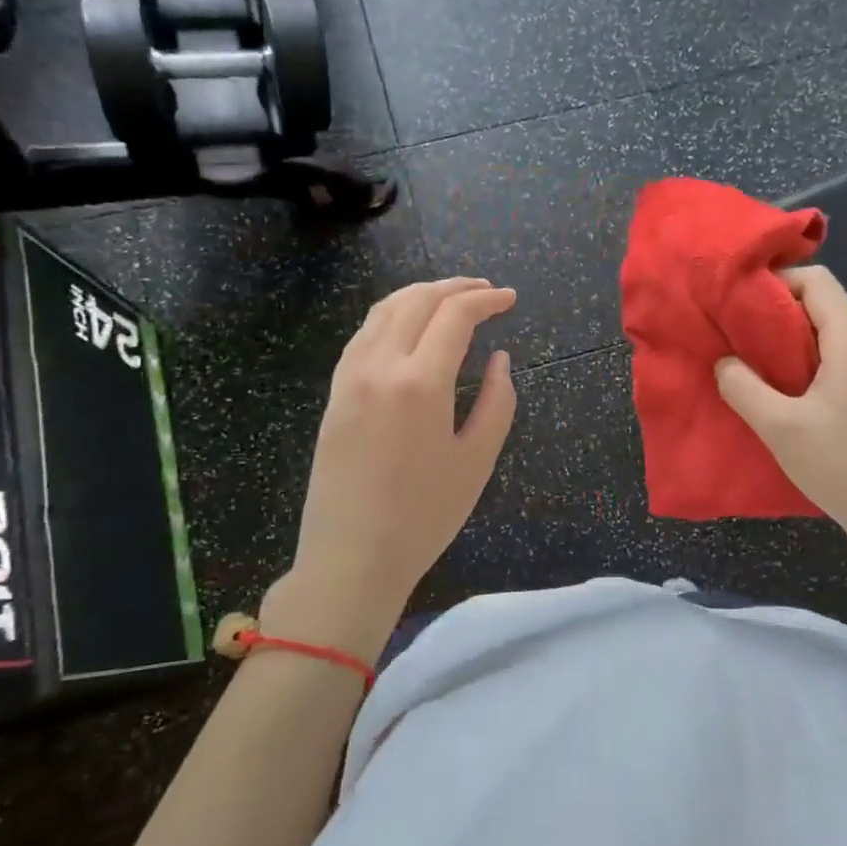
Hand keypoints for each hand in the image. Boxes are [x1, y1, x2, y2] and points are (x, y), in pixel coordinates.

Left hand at [268, 279, 516, 657]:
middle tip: (486, 291)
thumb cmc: (424, 516)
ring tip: (451, 299)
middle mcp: (380, 366)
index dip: (487, 300)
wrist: (351, 557)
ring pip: (384, 310)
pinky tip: (409, 328)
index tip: (511, 299)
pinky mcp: (335, 393)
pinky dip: (392, 316)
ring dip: (421, 295)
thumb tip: (499, 359)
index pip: (455, 315)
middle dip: (456, 287)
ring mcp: (350, 377)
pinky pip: (364, 334)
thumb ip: (497, 401)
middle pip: (417, 300)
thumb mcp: (477, 461)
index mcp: (420, 382)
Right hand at [715, 266, 846, 575]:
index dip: (778, 280)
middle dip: (777, 311)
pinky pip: (836, 360)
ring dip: (789, 339)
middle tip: (736, 329)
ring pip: (829, 334)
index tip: (740, 299)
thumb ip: (743, 388)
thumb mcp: (780, 427)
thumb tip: (723, 361)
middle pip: (823, 305)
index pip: (819, 282)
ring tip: (750, 357)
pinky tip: (779, 387)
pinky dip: (805, 361)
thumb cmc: (840, 466)